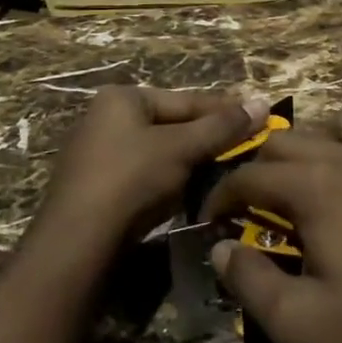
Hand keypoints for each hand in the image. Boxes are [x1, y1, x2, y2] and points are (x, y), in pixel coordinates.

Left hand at [37, 86, 262, 251]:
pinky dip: (171, 181)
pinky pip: (146, 175)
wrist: (78, 243)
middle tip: (249, 148)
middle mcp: (106, 118)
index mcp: (122, 98)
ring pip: (160, 152)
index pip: (186, 100)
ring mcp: (99, 154)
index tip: (260, 117)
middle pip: (172, 125)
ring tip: (229, 171)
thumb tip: (263, 102)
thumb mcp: (181, 149)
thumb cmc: (131, 180)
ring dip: (192, 162)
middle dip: (208, 138)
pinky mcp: (99, 188)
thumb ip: (222, 127)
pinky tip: (193, 193)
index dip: (225, 110)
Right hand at [204, 105, 341, 342]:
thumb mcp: (295, 323)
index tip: (211, 225)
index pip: (250, 175)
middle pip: (290, 139)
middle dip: (261, 166)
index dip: (221, 197)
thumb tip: (221, 248)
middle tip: (254, 208)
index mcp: (316, 186)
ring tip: (315, 179)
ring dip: (325, 140)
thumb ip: (248, 279)